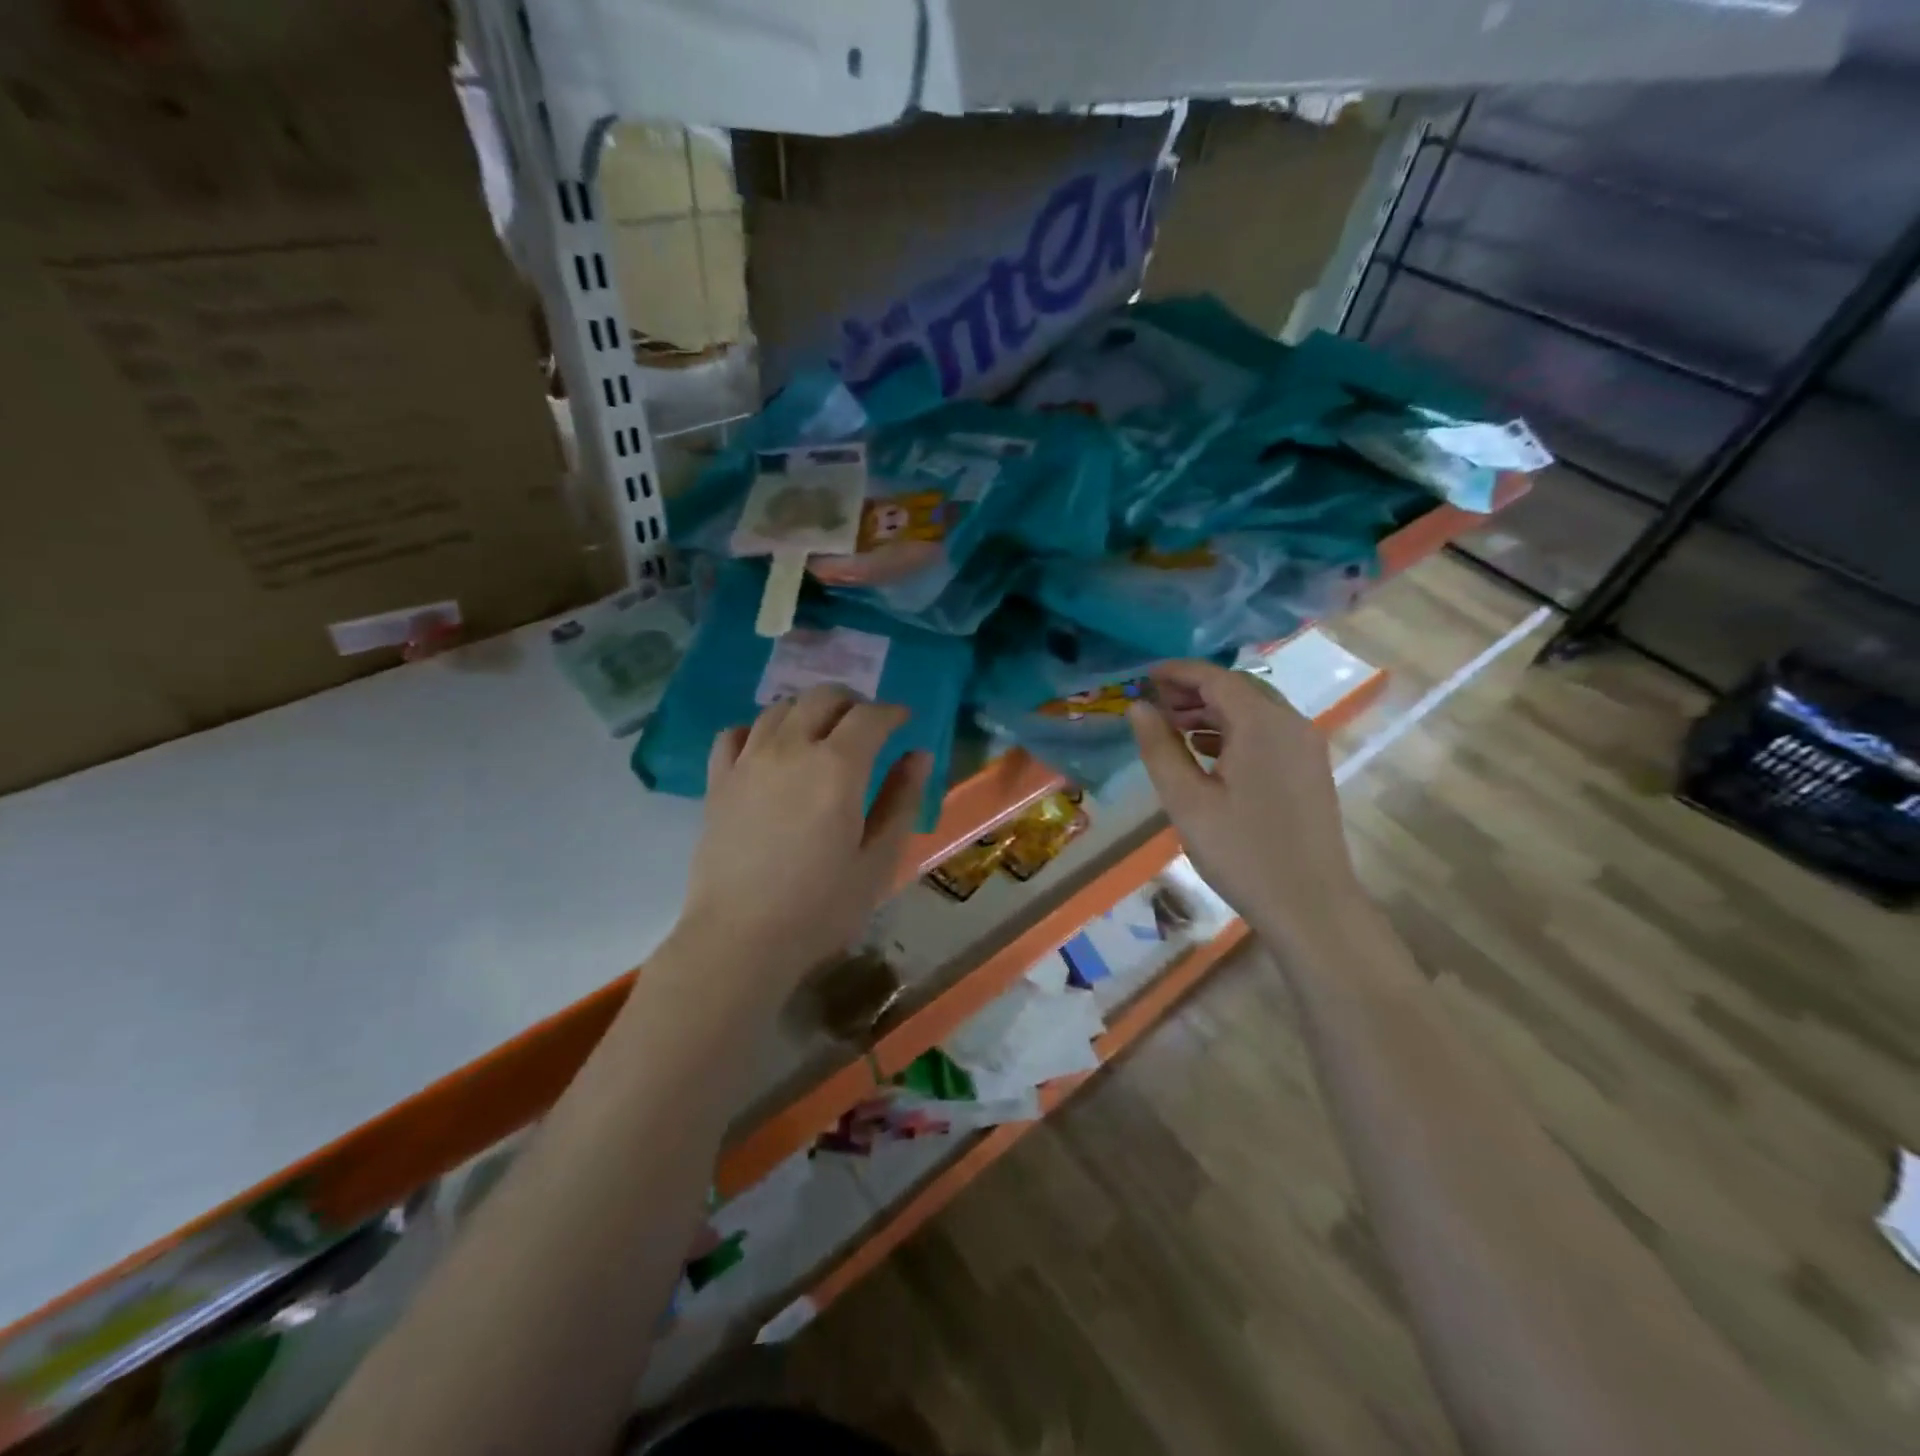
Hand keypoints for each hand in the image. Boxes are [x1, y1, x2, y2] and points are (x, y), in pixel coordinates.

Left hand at [676, 685, 929, 987]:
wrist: (740, 939)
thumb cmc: (821, 907)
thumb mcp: (878, 859)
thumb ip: (901, 800)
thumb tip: (918, 754)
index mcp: (837, 767)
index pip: (870, 716)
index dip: (892, 712)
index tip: (905, 721)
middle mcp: (791, 749)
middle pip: (822, 698)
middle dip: (852, 702)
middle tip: (867, 725)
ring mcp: (748, 761)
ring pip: (780, 708)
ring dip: (808, 709)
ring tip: (822, 733)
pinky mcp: (718, 781)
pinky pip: (736, 733)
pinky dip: (759, 729)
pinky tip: (768, 748)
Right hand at [1127, 659, 1364, 952]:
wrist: (1311, 905)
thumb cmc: (1241, 852)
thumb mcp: (1187, 800)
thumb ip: (1159, 748)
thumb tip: (1138, 707)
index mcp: (1262, 723)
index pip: (1215, 677)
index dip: (1176, 672)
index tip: (1142, 677)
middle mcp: (1291, 723)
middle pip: (1237, 688)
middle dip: (1193, 690)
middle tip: (1153, 704)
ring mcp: (1306, 745)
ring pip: (1254, 709)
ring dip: (1213, 710)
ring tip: (1173, 727)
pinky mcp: (1309, 768)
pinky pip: (1267, 731)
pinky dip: (1234, 730)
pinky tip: (1207, 752)